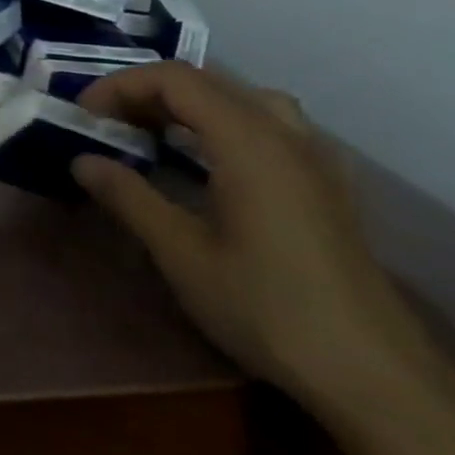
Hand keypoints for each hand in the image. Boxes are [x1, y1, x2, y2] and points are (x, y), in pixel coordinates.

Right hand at [72, 63, 454, 415]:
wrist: (372, 374)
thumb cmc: (266, 308)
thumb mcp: (180, 253)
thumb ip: (129, 197)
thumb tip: (82, 160)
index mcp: (248, 143)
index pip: (176, 80)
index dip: (121, 86)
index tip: (84, 116)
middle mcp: (286, 136)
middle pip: (208, 82)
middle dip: (148, 92)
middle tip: (107, 125)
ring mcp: (314, 159)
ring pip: (243, 99)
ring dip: (189, 105)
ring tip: (152, 134)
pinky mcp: (326, 185)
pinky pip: (269, 126)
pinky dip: (223, 123)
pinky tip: (209, 163)